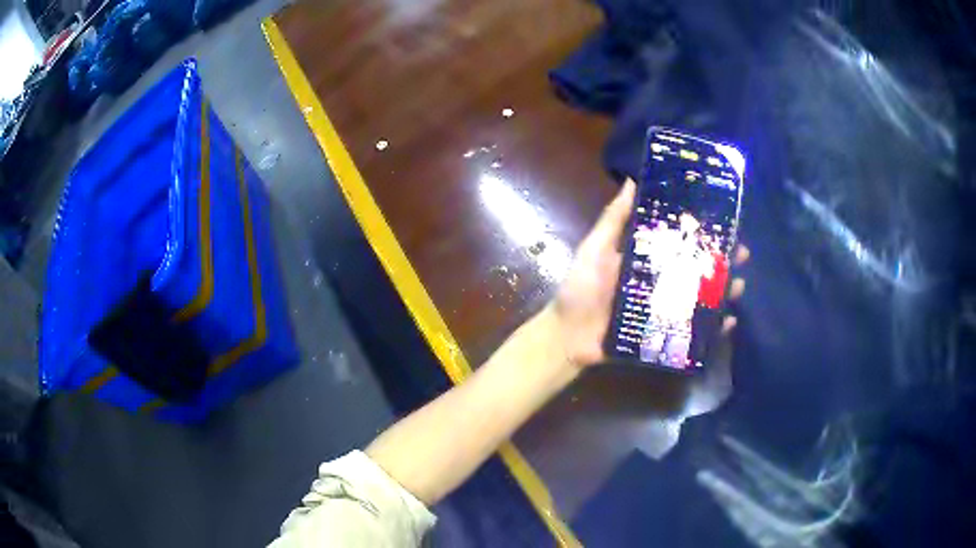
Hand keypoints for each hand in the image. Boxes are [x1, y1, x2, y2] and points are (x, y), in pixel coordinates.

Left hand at [550, 179, 748, 369]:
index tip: (726, 221)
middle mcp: (663, 283)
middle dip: (723, 261)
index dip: (704, 232)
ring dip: (725, 292)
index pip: (683, 241)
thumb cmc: (580, 290)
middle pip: (699, 269)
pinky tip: (729, 322)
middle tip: (742, 254)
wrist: (567, 338)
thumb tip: (632, 180)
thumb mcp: (596, 249)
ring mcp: (667, 311)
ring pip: (703, 298)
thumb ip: (614, 219)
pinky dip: (714, 329)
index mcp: (649, 260)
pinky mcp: (666, 336)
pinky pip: (695, 332)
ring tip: (740, 286)